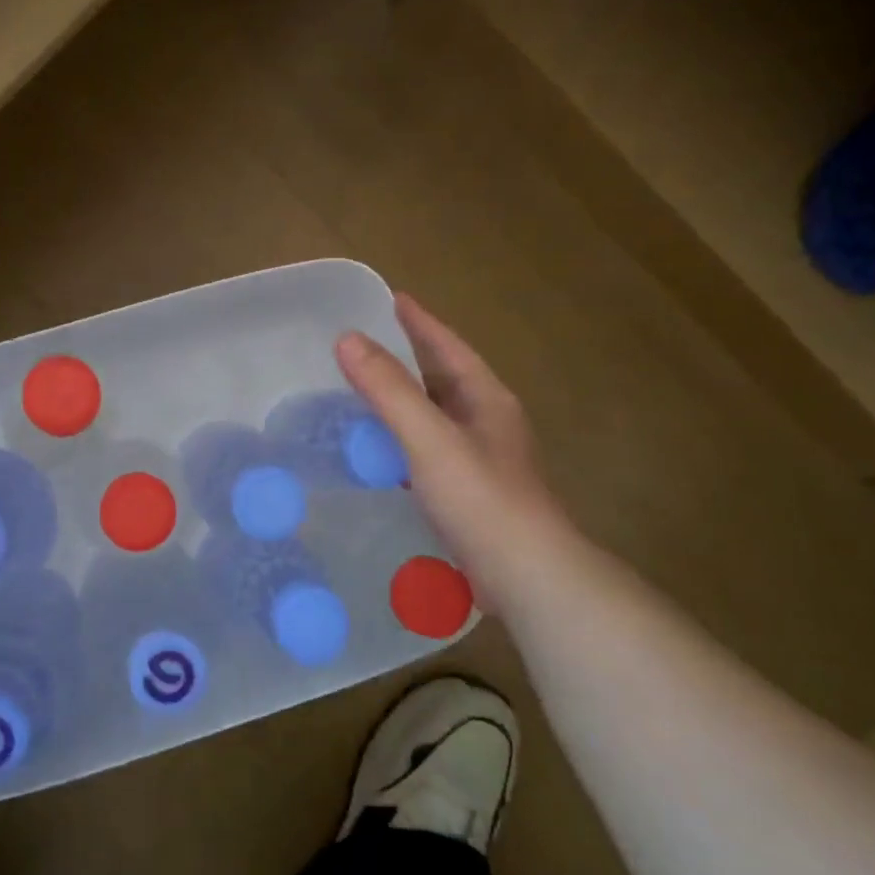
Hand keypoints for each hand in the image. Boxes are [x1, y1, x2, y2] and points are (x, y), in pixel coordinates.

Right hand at [336, 292, 570, 605]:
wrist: (526, 575)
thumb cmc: (481, 498)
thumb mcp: (430, 437)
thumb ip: (389, 389)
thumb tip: (348, 340)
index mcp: (486, 399)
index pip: (449, 347)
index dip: (420, 322)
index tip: (391, 299)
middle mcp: (487, 422)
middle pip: (442, 379)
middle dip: (407, 359)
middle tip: (363, 347)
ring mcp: (481, 459)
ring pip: (434, 417)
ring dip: (402, 402)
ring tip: (362, 394)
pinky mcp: (469, 492)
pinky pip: (427, 451)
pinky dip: (401, 442)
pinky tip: (379, 453)